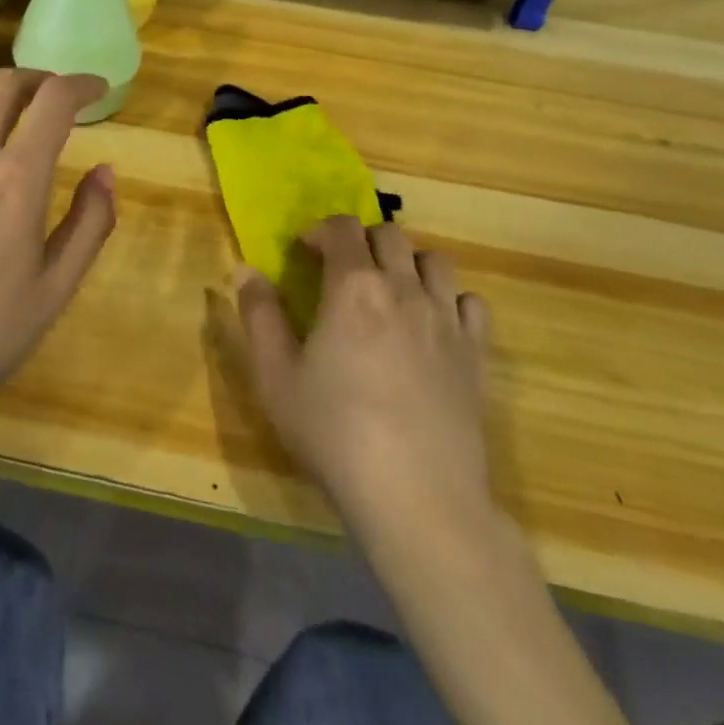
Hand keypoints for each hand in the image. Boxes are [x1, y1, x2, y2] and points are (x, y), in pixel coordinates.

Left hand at [0, 70, 116, 433]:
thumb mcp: (56, 289)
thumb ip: (89, 223)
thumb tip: (106, 171)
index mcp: (17, 179)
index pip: (54, 101)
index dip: (81, 84)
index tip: (97, 88)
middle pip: (4, 86)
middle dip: (39, 79)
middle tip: (57, 97)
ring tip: (11, 118)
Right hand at [236, 216, 493, 548]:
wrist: (417, 497)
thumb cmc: (335, 433)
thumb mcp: (275, 376)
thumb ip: (259, 315)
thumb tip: (246, 270)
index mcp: (353, 286)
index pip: (342, 227)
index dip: (320, 230)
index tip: (304, 252)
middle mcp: (404, 288)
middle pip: (389, 234)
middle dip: (361, 240)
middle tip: (342, 271)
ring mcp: (447, 319)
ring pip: (434, 260)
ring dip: (407, 262)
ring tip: (389, 290)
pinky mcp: (476, 354)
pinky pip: (470, 301)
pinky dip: (450, 298)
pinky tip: (432, 323)